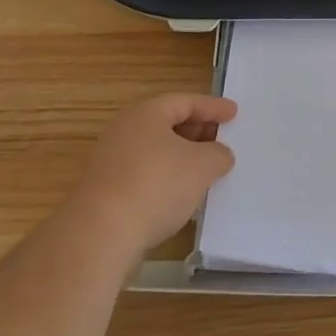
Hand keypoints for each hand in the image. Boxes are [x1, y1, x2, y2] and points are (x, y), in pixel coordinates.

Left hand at [70, 94, 238, 252]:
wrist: (100, 233)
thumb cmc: (156, 185)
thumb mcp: (202, 165)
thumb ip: (218, 154)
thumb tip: (220, 154)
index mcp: (146, 113)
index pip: (186, 101)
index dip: (213, 107)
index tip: (234, 113)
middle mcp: (124, 130)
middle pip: (167, 123)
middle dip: (197, 131)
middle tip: (221, 139)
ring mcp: (110, 161)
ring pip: (155, 150)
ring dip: (181, 157)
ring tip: (205, 169)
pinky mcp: (105, 190)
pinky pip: (144, 173)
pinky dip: (166, 177)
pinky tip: (180, 195)